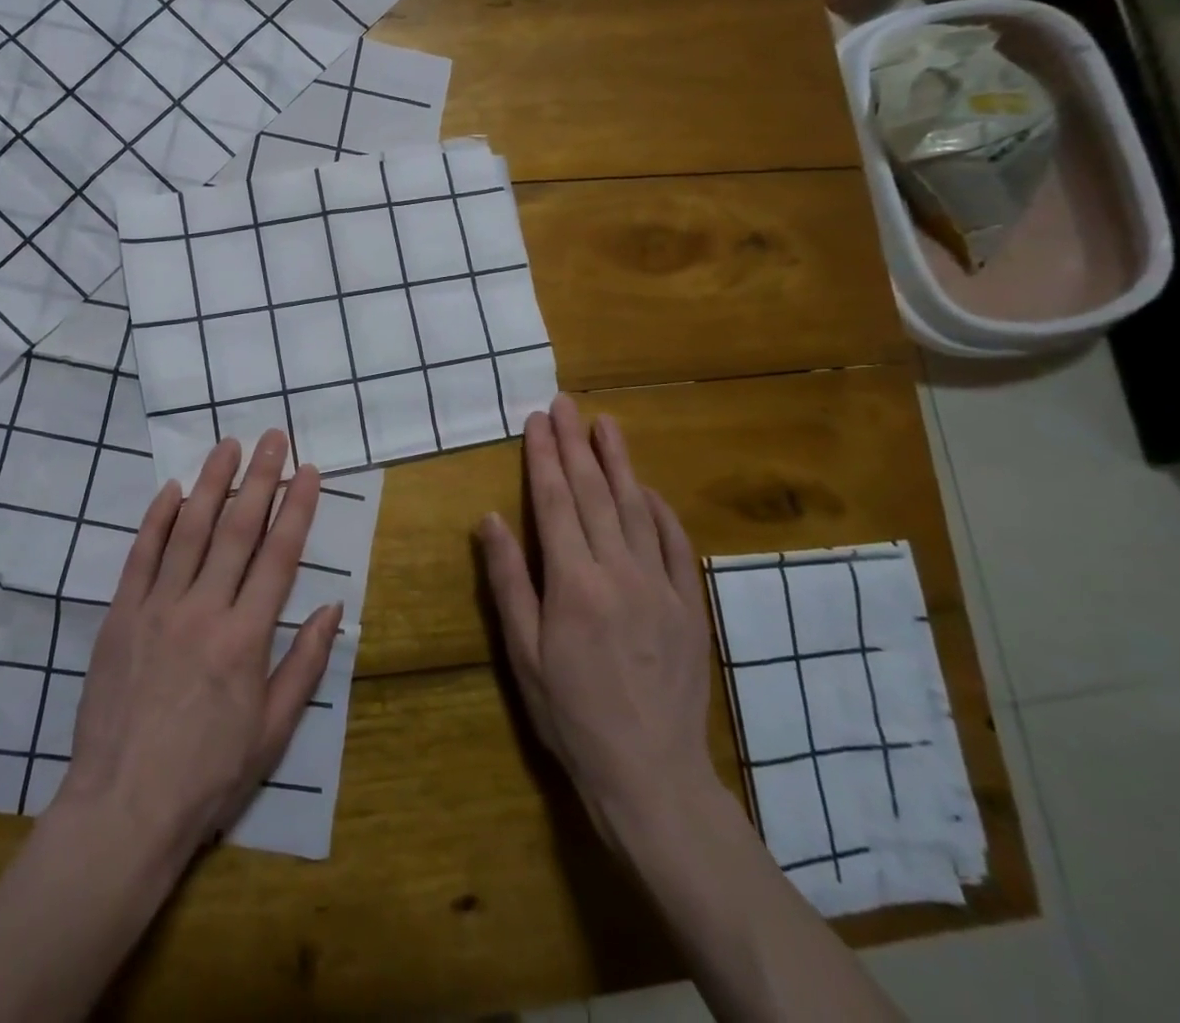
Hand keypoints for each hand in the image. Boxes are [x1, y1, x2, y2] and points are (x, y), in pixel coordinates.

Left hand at [55, 431, 342, 858]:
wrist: (123, 809)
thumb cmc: (208, 774)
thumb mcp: (273, 730)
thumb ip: (304, 663)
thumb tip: (334, 608)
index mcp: (246, 638)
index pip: (279, 556)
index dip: (297, 508)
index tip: (309, 471)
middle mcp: (204, 610)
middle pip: (237, 530)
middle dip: (260, 478)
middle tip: (273, 437)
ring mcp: (157, 608)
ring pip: (189, 530)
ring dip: (212, 483)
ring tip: (228, 446)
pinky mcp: (120, 616)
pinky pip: (141, 556)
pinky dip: (157, 519)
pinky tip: (172, 490)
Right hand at [479, 394, 718, 845]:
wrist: (651, 774)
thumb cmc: (572, 714)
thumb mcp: (523, 653)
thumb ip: (508, 580)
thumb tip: (490, 519)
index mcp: (573, 582)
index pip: (555, 502)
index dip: (544, 457)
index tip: (537, 421)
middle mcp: (619, 571)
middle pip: (595, 493)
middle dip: (576, 444)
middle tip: (566, 405)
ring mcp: (661, 586)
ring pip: (637, 508)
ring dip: (620, 463)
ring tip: (606, 426)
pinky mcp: (689, 606)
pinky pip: (676, 545)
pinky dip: (661, 511)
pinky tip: (649, 490)